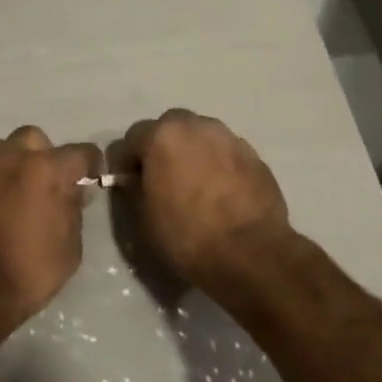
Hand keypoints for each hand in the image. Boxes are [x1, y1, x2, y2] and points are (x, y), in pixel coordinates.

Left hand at [0, 126, 99, 343]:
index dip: (91, 165)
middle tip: (51, 186)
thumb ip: (73, 208)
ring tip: (22, 194)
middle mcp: (12, 157)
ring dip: (18, 163)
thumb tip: (72, 190)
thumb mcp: (70, 247)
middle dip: (47, 156)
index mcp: (45, 169)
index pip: (80, 152)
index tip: (91, 180)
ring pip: (6, 149)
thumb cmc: (28, 273)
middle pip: (36, 140)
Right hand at [114, 110, 291, 294]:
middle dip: (162, 147)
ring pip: (201, 137)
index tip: (128, 183)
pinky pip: (225, 153)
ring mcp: (230, 138)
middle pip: (170, 127)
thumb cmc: (188, 237)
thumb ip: (135, 188)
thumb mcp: (143, 219)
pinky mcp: (255, 156)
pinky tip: (220, 193)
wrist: (252, 255)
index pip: (132, 137)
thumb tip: (136, 178)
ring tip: (194, 185)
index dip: (126, 161)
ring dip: (192, 153)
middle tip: (162, 179)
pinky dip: (218, 165)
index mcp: (163, 136)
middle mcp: (197, 126)